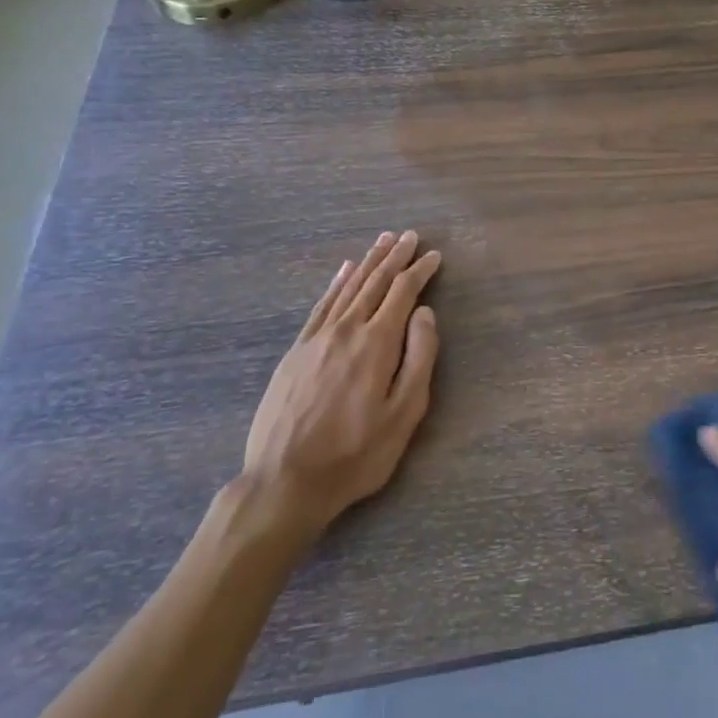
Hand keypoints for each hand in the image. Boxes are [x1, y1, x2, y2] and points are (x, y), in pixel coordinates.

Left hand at [234, 231, 441, 542]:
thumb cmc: (355, 454)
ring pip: (348, 287)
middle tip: (410, 236)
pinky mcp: (296, 350)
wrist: (284, 481)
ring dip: (368, 262)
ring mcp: (317, 338)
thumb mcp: (404, 415)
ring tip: (383, 241)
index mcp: (377, 343)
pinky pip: (322, 305)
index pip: (402, 293)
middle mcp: (347, 330)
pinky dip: (337, 283)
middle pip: (375, 282)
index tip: (433, 255)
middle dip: (395, 257)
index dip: (420, 271)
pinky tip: (344, 270)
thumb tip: (425, 313)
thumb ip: (419, 358)